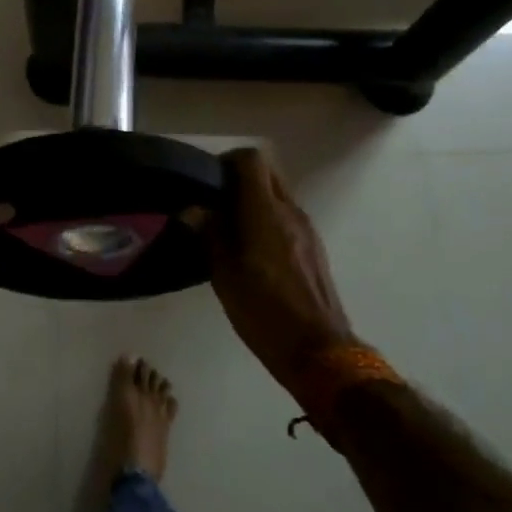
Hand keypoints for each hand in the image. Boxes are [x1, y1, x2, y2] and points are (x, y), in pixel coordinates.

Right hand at [209, 149, 358, 388]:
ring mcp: (307, 229)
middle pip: (267, 172)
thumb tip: (192, 209)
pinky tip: (250, 250)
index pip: (252, 159)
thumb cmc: (265, 311)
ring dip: (253, 201)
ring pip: (277, 195)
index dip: (227, 161)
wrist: (319, 352)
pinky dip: (267, 219)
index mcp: (266, 212)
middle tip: (214, 202)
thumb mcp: (225, 276)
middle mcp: (291, 212)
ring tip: (227, 229)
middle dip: (240, 178)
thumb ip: (209, 235)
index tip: (207, 181)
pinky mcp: (313, 248)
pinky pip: (286, 217)